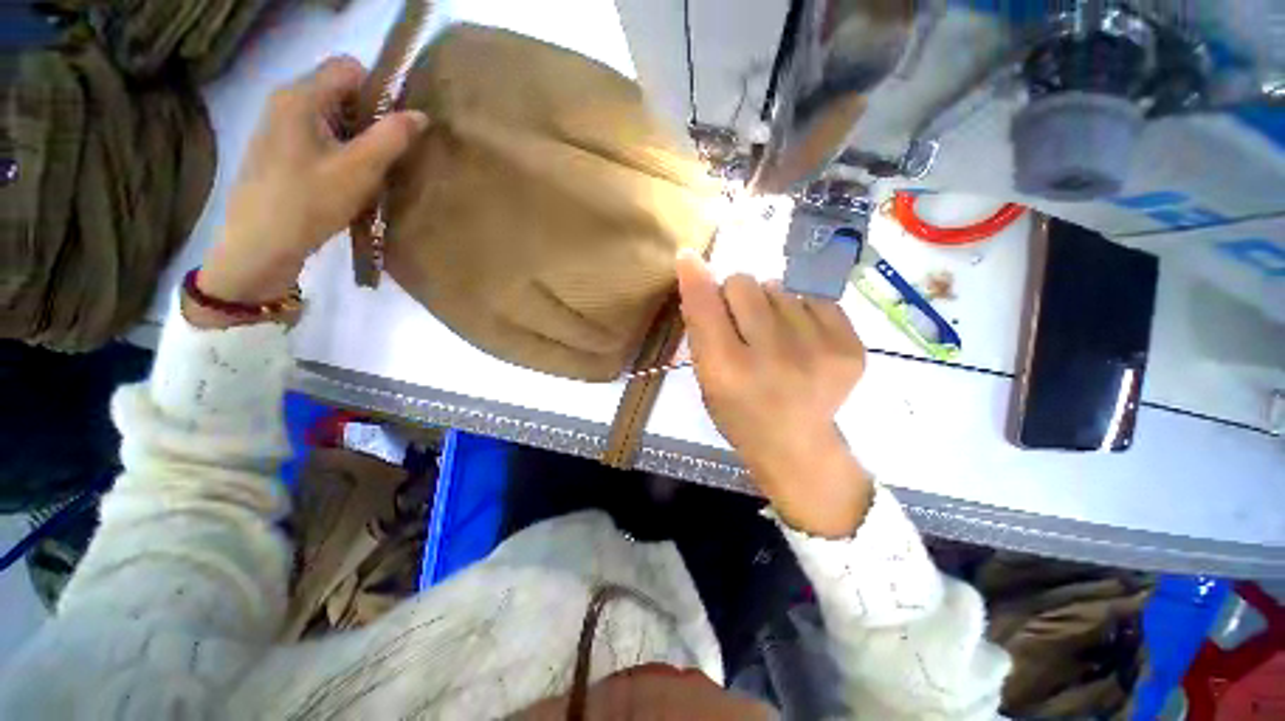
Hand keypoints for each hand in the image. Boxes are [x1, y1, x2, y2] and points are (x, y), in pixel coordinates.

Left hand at [194, 56, 427, 320]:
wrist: (261, 245)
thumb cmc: (310, 202)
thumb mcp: (360, 170)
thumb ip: (392, 138)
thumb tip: (420, 115)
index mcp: (301, 96)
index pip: (348, 68)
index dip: (378, 90)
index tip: (397, 125)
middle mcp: (285, 101)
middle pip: (339, 91)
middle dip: (370, 117)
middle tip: (388, 153)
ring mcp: (277, 126)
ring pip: (330, 116)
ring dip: (357, 137)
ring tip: (370, 170)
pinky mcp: (277, 150)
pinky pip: (318, 135)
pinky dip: (339, 150)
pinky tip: (346, 179)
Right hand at [676, 252, 873, 537]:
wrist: (797, 445)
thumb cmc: (740, 413)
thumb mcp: (706, 379)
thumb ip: (700, 329)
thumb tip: (696, 269)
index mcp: (728, 371)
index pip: (706, 306)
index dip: (696, 277)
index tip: (689, 258)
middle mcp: (774, 356)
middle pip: (745, 283)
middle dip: (736, 295)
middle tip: (743, 323)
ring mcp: (819, 349)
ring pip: (779, 287)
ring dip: (769, 306)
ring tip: (775, 338)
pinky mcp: (851, 346)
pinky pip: (813, 298)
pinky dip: (801, 312)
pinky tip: (801, 340)